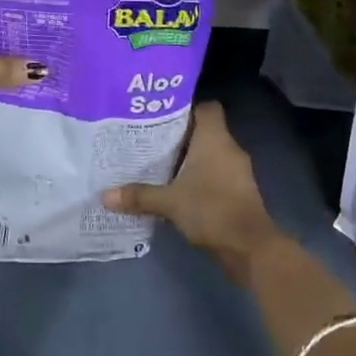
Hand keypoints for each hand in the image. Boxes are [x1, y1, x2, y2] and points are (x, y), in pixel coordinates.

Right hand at [103, 102, 282, 281]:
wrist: (250, 248)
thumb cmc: (211, 209)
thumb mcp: (169, 202)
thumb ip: (139, 195)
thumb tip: (105, 195)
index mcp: (215, 138)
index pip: (206, 107)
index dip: (186, 108)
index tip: (161, 116)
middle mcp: (229, 148)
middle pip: (205, 131)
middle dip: (181, 136)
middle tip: (151, 141)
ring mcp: (238, 171)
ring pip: (211, 155)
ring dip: (190, 160)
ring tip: (160, 165)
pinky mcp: (240, 193)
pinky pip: (217, 175)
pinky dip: (201, 179)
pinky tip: (179, 189)